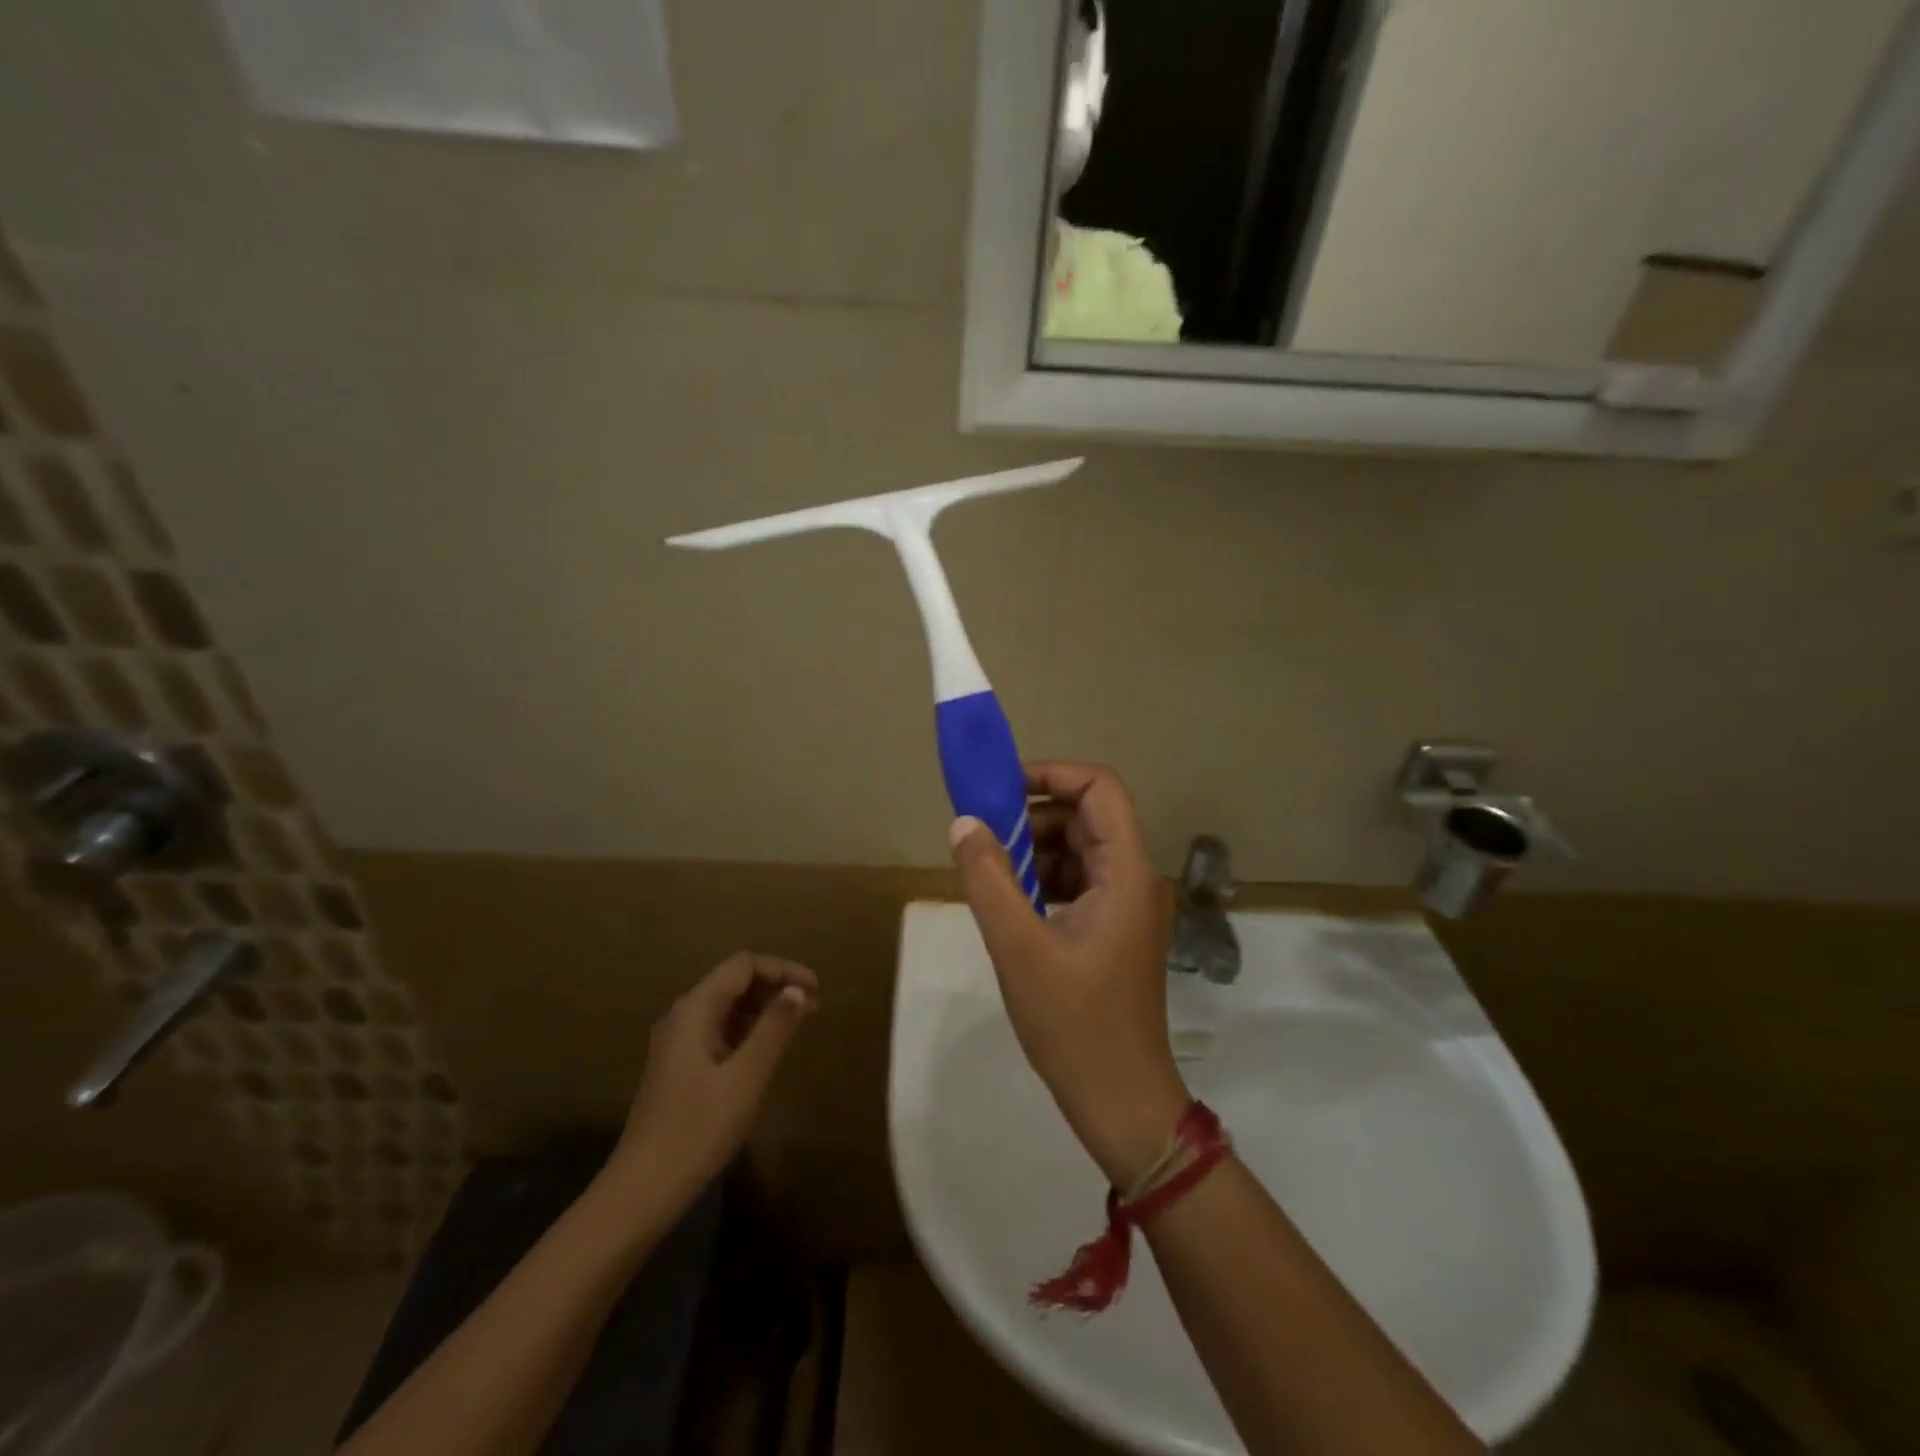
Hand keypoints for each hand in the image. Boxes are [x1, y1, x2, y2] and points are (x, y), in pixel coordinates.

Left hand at [607, 953, 817, 1208]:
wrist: (643, 1190)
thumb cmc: (698, 1129)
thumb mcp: (746, 1077)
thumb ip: (774, 1028)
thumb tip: (796, 991)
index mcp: (694, 1009)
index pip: (744, 965)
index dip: (783, 969)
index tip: (816, 989)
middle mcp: (683, 1015)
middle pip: (734, 981)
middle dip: (775, 986)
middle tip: (813, 1007)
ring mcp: (678, 1042)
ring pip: (727, 1006)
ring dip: (764, 1008)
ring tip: (797, 1025)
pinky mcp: (680, 1066)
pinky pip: (720, 1029)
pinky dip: (748, 1029)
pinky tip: (768, 1049)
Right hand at [950, 762, 1188, 1188]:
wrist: (1120, 1101)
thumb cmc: (1074, 1025)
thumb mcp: (1018, 948)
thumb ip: (988, 879)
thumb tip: (964, 822)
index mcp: (1126, 871)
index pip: (1100, 787)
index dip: (1051, 774)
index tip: (999, 790)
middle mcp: (1135, 877)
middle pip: (1088, 815)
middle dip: (1033, 815)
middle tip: (983, 836)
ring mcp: (1127, 905)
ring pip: (1080, 848)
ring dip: (1034, 849)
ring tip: (991, 874)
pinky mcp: (1115, 929)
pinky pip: (1078, 881)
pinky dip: (1043, 879)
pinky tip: (1011, 904)